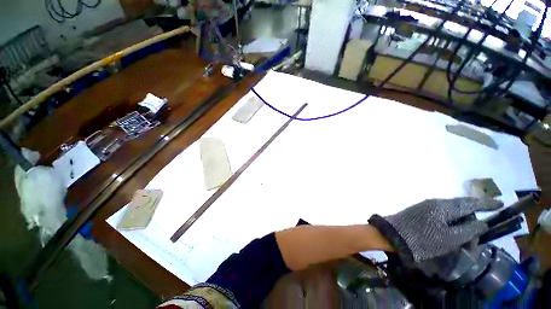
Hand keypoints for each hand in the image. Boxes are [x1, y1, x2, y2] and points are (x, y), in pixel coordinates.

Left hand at [368, 198, 501, 264]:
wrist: (392, 235)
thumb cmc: (422, 239)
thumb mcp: (450, 239)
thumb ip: (468, 229)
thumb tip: (482, 222)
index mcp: (444, 206)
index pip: (470, 202)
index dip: (487, 204)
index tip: (501, 203)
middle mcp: (435, 202)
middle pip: (461, 206)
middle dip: (474, 214)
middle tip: (484, 226)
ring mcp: (426, 206)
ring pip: (452, 211)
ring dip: (462, 221)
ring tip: (469, 234)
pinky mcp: (420, 212)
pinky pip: (442, 215)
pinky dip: (451, 223)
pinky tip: (453, 232)